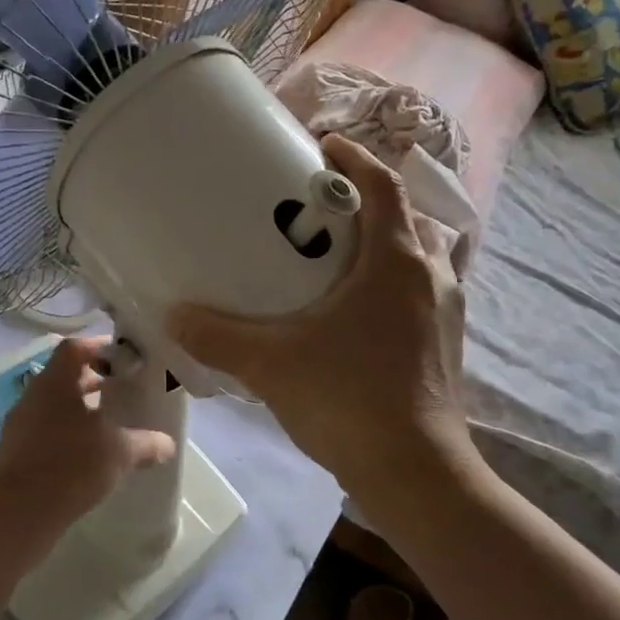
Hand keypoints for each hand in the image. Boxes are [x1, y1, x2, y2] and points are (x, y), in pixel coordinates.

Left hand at [0, 336, 176, 532]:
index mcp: (55, 382)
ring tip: (109, 427)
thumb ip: (145, 443)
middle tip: (122, 391)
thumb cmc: (70, 465)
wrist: (17, 512)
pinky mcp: (15, 453)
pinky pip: (45, 432)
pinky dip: (67, 436)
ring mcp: (20, 425)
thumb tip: (167, 444)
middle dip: (94, 381)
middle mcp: (33, 396)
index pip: (75, 348)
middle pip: (64, 376)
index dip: (100, 348)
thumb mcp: (119, 452)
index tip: (124, 360)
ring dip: (80, 411)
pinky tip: (88, 457)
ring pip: (54, 406)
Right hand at [167, 134, 472, 506]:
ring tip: (341, 253)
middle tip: (323, 208)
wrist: (415, 473)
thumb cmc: (348, 400)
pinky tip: (357, 310)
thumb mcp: (270, 363)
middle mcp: (430, 277)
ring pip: (421, 256)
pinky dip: (395, 281)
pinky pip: (422, 291)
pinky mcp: (444, 345)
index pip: (383, 186)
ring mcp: (445, 313)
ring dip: (388, 242)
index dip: (355, 158)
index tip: (324, 146)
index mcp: (395, 262)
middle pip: (407, 217)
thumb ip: (217, 336)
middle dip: (369, 201)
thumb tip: (173, 315)